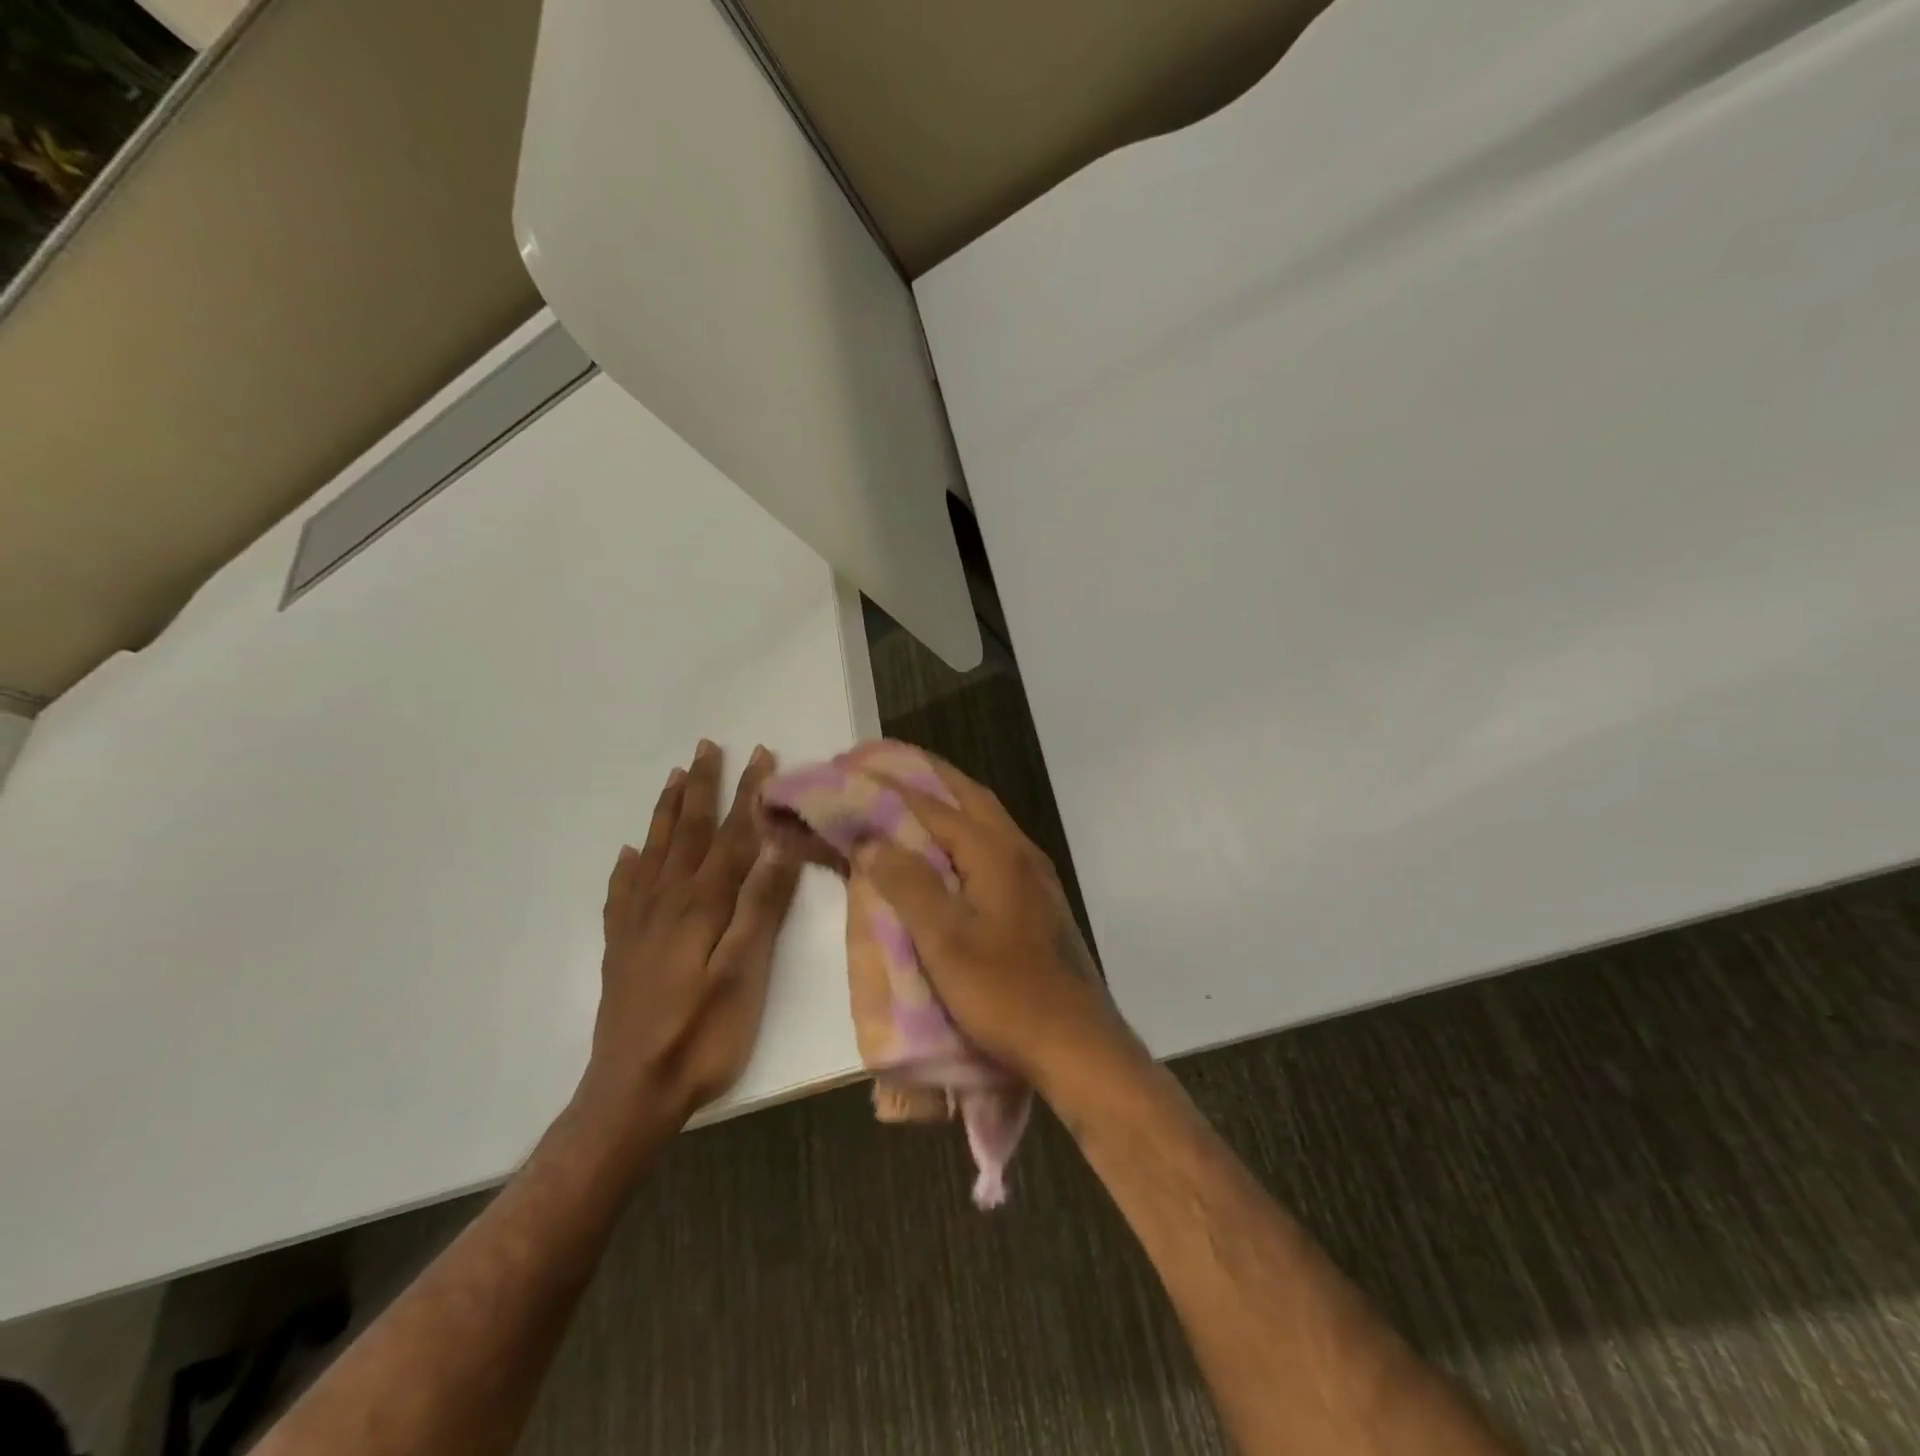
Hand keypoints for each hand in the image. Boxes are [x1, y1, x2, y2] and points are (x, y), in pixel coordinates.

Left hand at [579, 741, 800, 1138]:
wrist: (632, 1092)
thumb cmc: (703, 1035)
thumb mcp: (745, 973)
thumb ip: (761, 906)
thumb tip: (780, 845)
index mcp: (701, 905)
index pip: (730, 836)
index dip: (747, 794)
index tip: (761, 755)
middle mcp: (666, 902)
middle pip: (686, 833)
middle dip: (701, 787)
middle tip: (706, 746)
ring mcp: (638, 924)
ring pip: (653, 853)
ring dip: (665, 812)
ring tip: (673, 778)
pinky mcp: (621, 948)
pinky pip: (622, 893)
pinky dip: (628, 867)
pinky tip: (628, 855)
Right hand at [854, 754, 1136, 1092]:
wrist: (1075, 1042)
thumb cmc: (1005, 993)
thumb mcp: (945, 941)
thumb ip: (908, 885)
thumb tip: (872, 840)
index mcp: (995, 852)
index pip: (934, 804)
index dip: (891, 786)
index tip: (854, 769)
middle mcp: (1018, 850)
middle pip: (968, 796)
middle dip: (926, 775)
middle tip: (885, 765)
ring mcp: (1033, 874)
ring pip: (985, 819)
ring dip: (947, 800)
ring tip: (909, 795)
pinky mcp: (1037, 898)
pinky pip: (992, 845)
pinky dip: (962, 831)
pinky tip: (946, 851)